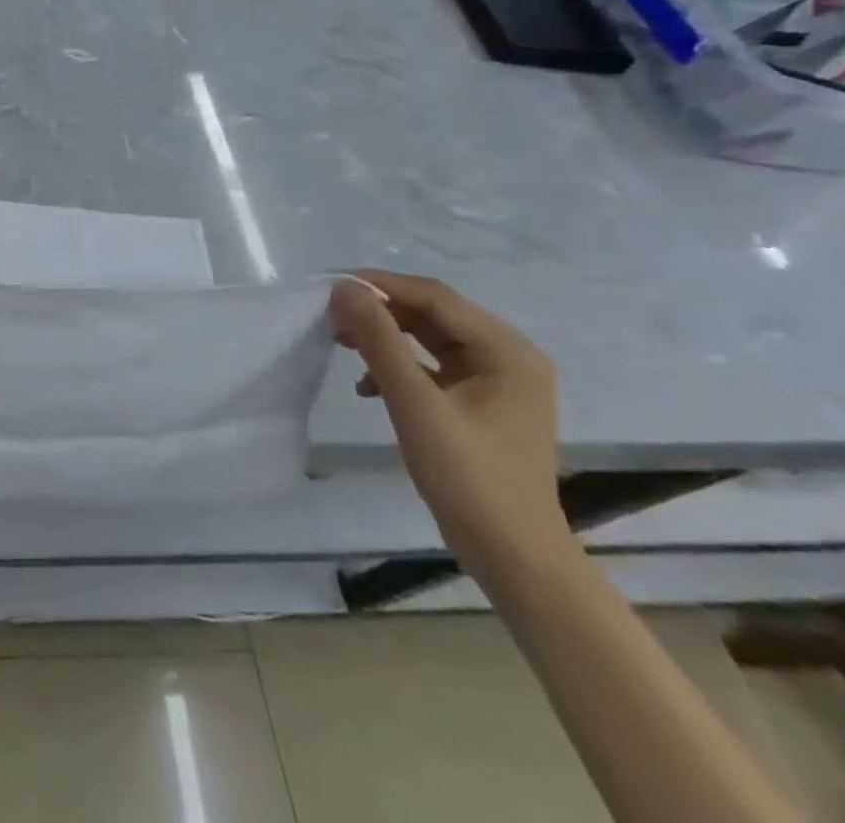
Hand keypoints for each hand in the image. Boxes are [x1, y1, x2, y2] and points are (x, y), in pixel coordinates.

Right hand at [329, 271, 571, 584]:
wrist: (514, 558)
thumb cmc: (468, 478)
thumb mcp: (415, 404)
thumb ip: (380, 341)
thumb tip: (345, 289)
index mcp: (507, 351)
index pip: (436, 297)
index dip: (381, 285)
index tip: (331, 287)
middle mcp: (509, 357)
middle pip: (434, 314)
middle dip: (381, 311)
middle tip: (331, 317)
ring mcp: (498, 382)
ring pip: (430, 338)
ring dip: (385, 337)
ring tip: (341, 342)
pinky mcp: (482, 403)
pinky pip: (434, 366)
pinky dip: (399, 366)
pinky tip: (367, 385)